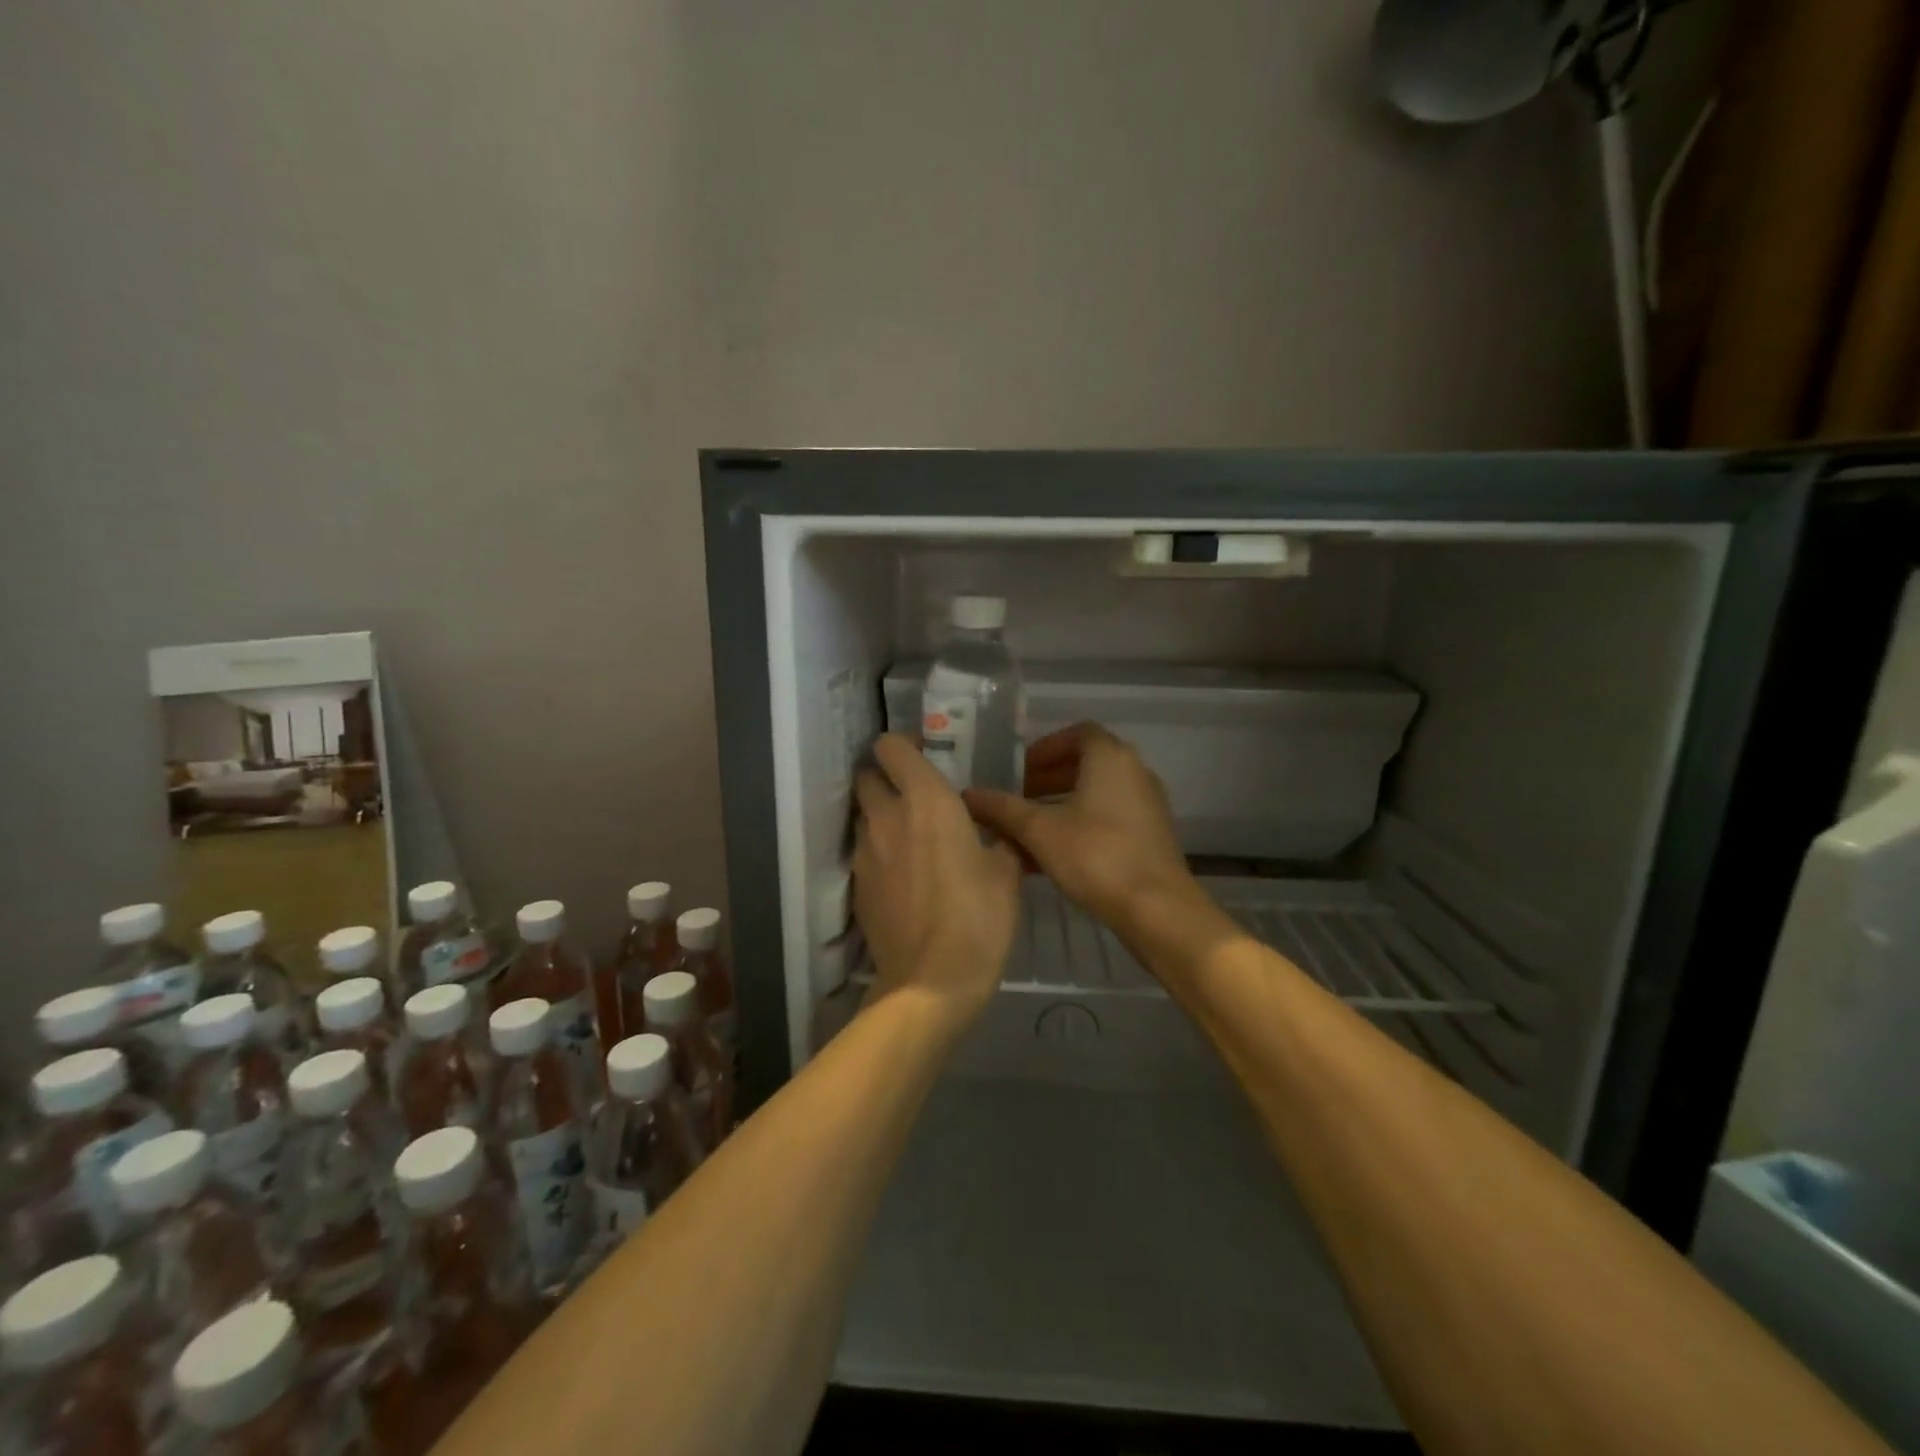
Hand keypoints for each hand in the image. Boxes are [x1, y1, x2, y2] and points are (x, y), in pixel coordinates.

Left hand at [852, 734, 1021, 1022]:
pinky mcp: (857, 886)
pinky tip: (903, 876)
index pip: (891, 748)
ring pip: (863, 816)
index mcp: (926, 801)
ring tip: (911, 837)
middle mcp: (887, 817)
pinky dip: (879, 852)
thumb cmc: (978, 917)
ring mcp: (865, 853)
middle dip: (885, 778)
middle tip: (915, 795)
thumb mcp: (1007, 873)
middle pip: (867, 778)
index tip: (924, 756)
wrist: (932, 981)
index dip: (903, 745)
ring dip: (881, 816)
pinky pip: (863, 853)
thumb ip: (1000, 840)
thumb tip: (997, 834)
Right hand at [965, 723, 1204, 933]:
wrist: (1157, 910)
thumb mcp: (1039, 831)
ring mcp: (1146, 806)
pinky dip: (1079, 826)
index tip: (1019, 769)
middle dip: (1047, 779)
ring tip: (1027, 830)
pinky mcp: (1150, 836)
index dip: (1045, 748)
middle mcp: (1134, 773)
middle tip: (1017, 799)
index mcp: (1111, 758)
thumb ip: (1002, 809)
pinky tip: (1050, 857)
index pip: (1077, 734)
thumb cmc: (1096, 856)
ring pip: (1095, 795)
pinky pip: (1108, 818)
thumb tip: (967, 795)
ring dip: (1060, 806)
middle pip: (1086, 764)